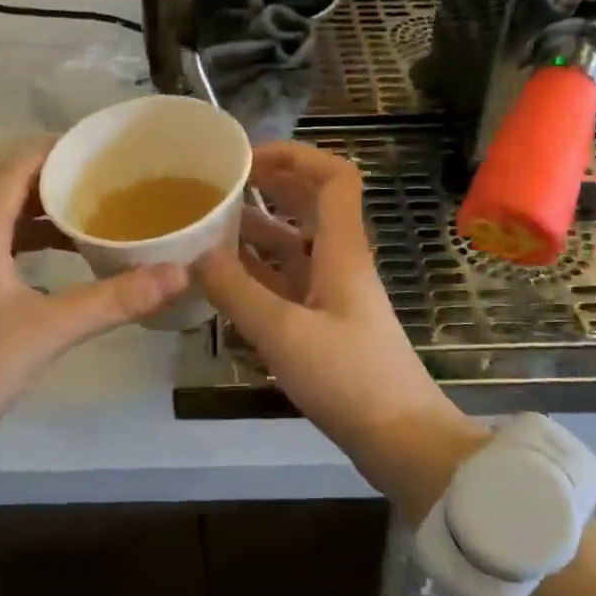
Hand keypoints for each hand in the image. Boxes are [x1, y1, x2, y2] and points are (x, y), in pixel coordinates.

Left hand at [0, 143, 189, 475]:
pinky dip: (42, 253)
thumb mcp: (48, 330)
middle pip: (16, 196)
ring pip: (13, 230)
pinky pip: (10, 259)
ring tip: (101, 221)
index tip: (102, 147)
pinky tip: (73, 270)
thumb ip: (113, 300)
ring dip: (53, 221)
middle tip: (114, 184)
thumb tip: (179, 273)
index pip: (16, 170)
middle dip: (62, 185)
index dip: (55, 151)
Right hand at [196, 142, 488, 521]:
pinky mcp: (324, 325)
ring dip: (257, 232)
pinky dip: (257, 274)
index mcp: (342, 250)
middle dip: (268, 188)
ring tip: (209, 228)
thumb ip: (235, 291)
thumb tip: (195, 255)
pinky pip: (286, 284)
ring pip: (294, 247)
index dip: (295, 156)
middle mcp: (339, 263)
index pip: (333, 177)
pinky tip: (222, 279)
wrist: (400, 440)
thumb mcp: (283, 333)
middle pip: (310, 206)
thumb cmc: (349, 378)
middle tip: (219, 187)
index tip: (246, 159)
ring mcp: (332, 295)